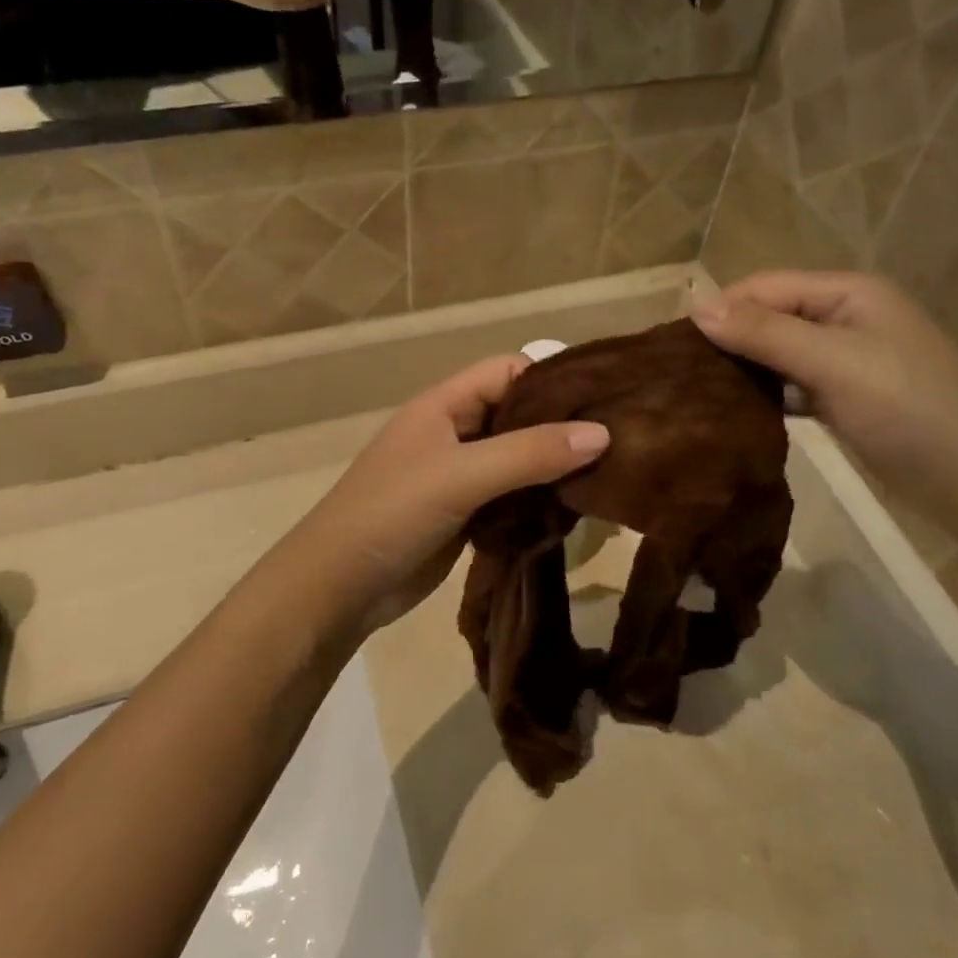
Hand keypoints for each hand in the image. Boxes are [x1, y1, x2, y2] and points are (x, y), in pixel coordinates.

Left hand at [284, 355, 609, 634]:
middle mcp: (453, 433)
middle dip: (561, 427)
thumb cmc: (392, 513)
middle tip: (617, 443)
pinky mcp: (464, 515)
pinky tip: (571, 511)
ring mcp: (458, 476)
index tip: (603, 401)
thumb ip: (529, 453)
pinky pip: (510, 497)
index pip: (508, 371)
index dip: (552, 380)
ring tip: (606, 477)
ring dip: (552, 468)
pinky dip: (537, 501)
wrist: (340, 586)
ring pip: (517, 459)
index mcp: (444, 405)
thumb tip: (602, 434)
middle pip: (517, 415)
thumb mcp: (462, 475)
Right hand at [692, 271, 957, 534]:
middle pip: (769, 317)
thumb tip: (696, 305)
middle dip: (728, 339)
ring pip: (777, 353)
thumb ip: (765, 333)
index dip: (721, 308)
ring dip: (742, 369)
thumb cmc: (907, 408)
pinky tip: (734, 413)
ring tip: (695, 394)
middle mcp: (844, 317)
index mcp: (848, 293)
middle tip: (678, 375)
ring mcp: (844, 359)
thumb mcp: (833, 362)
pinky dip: (763, 395)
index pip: (766, 287)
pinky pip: (790, 385)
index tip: (673, 346)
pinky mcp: (842, 397)